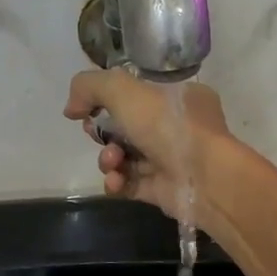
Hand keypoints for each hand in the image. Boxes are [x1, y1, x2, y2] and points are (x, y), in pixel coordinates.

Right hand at [63, 69, 233, 221]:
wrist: (205, 179)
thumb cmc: (169, 125)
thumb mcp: (124, 89)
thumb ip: (90, 87)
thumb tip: (71, 109)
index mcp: (179, 96)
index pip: (136, 93)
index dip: (108, 100)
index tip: (88, 108)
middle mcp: (177, 126)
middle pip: (125, 125)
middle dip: (104, 131)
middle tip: (95, 133)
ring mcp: (170, 159)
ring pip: (124, 155)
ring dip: (109, 158)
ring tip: (112, 162)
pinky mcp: (161, 189)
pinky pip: (128, 183)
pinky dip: (116, 181)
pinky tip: (115, 180)